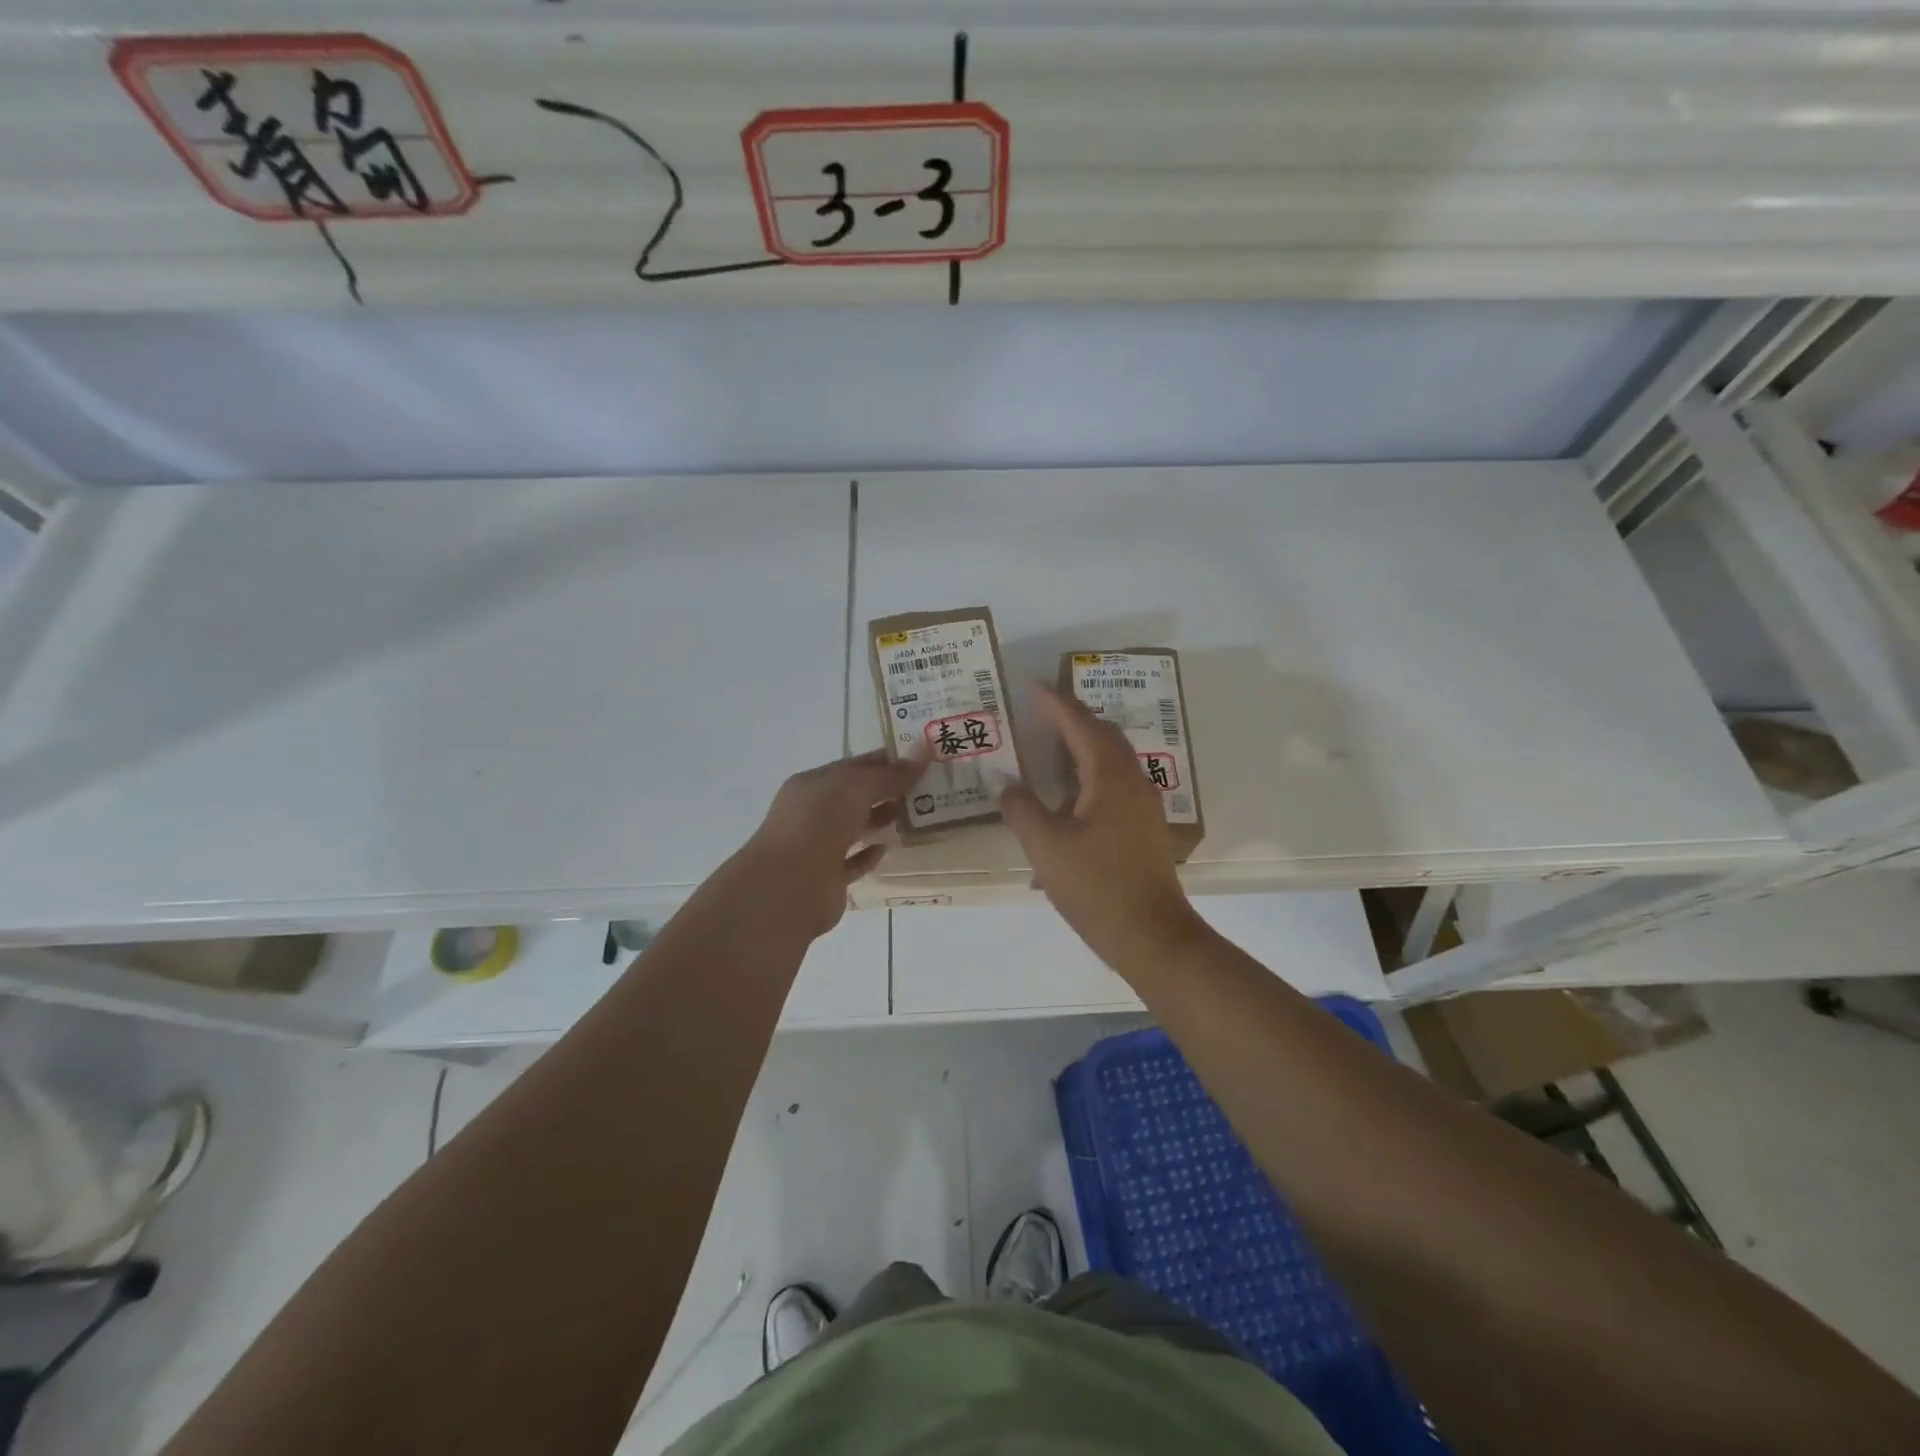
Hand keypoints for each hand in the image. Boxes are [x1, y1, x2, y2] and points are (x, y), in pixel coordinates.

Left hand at [739, 749, 928, 936]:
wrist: (790, 885)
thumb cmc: (819, 823)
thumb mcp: (857, 787)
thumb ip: (891, 774)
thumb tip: (924, 751)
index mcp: (814, 783)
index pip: (855, 766)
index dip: (887, 761)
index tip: (922, 759)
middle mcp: (814, 812)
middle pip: (856, 796)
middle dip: (889, 790)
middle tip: (929, 787)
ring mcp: (819, 846)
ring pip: (856, 827)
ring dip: (882, 819)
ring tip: (918, 815)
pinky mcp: (829, 878)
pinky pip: (853, 861)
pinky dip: (870, 855)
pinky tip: (889, 848)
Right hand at [1000, 684, 1207, 973]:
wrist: (1152, 935)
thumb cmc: (1097, 888)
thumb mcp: (1046, 848)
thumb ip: (1021, 809)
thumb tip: (1006, 783)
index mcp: (1110, 778)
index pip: (1080, 725)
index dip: (1055, 703)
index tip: (1032, 685)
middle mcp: (1133, 781)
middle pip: (1103, 734)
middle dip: (1073, 718)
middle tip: (1041, 711)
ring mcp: (1144, 805)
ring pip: (1113, 758)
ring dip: (1084, 744)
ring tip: (1052, 745)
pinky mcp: (1145, 826)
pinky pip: (1116, 781)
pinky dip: (1091, 771)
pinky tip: (1071, 793)